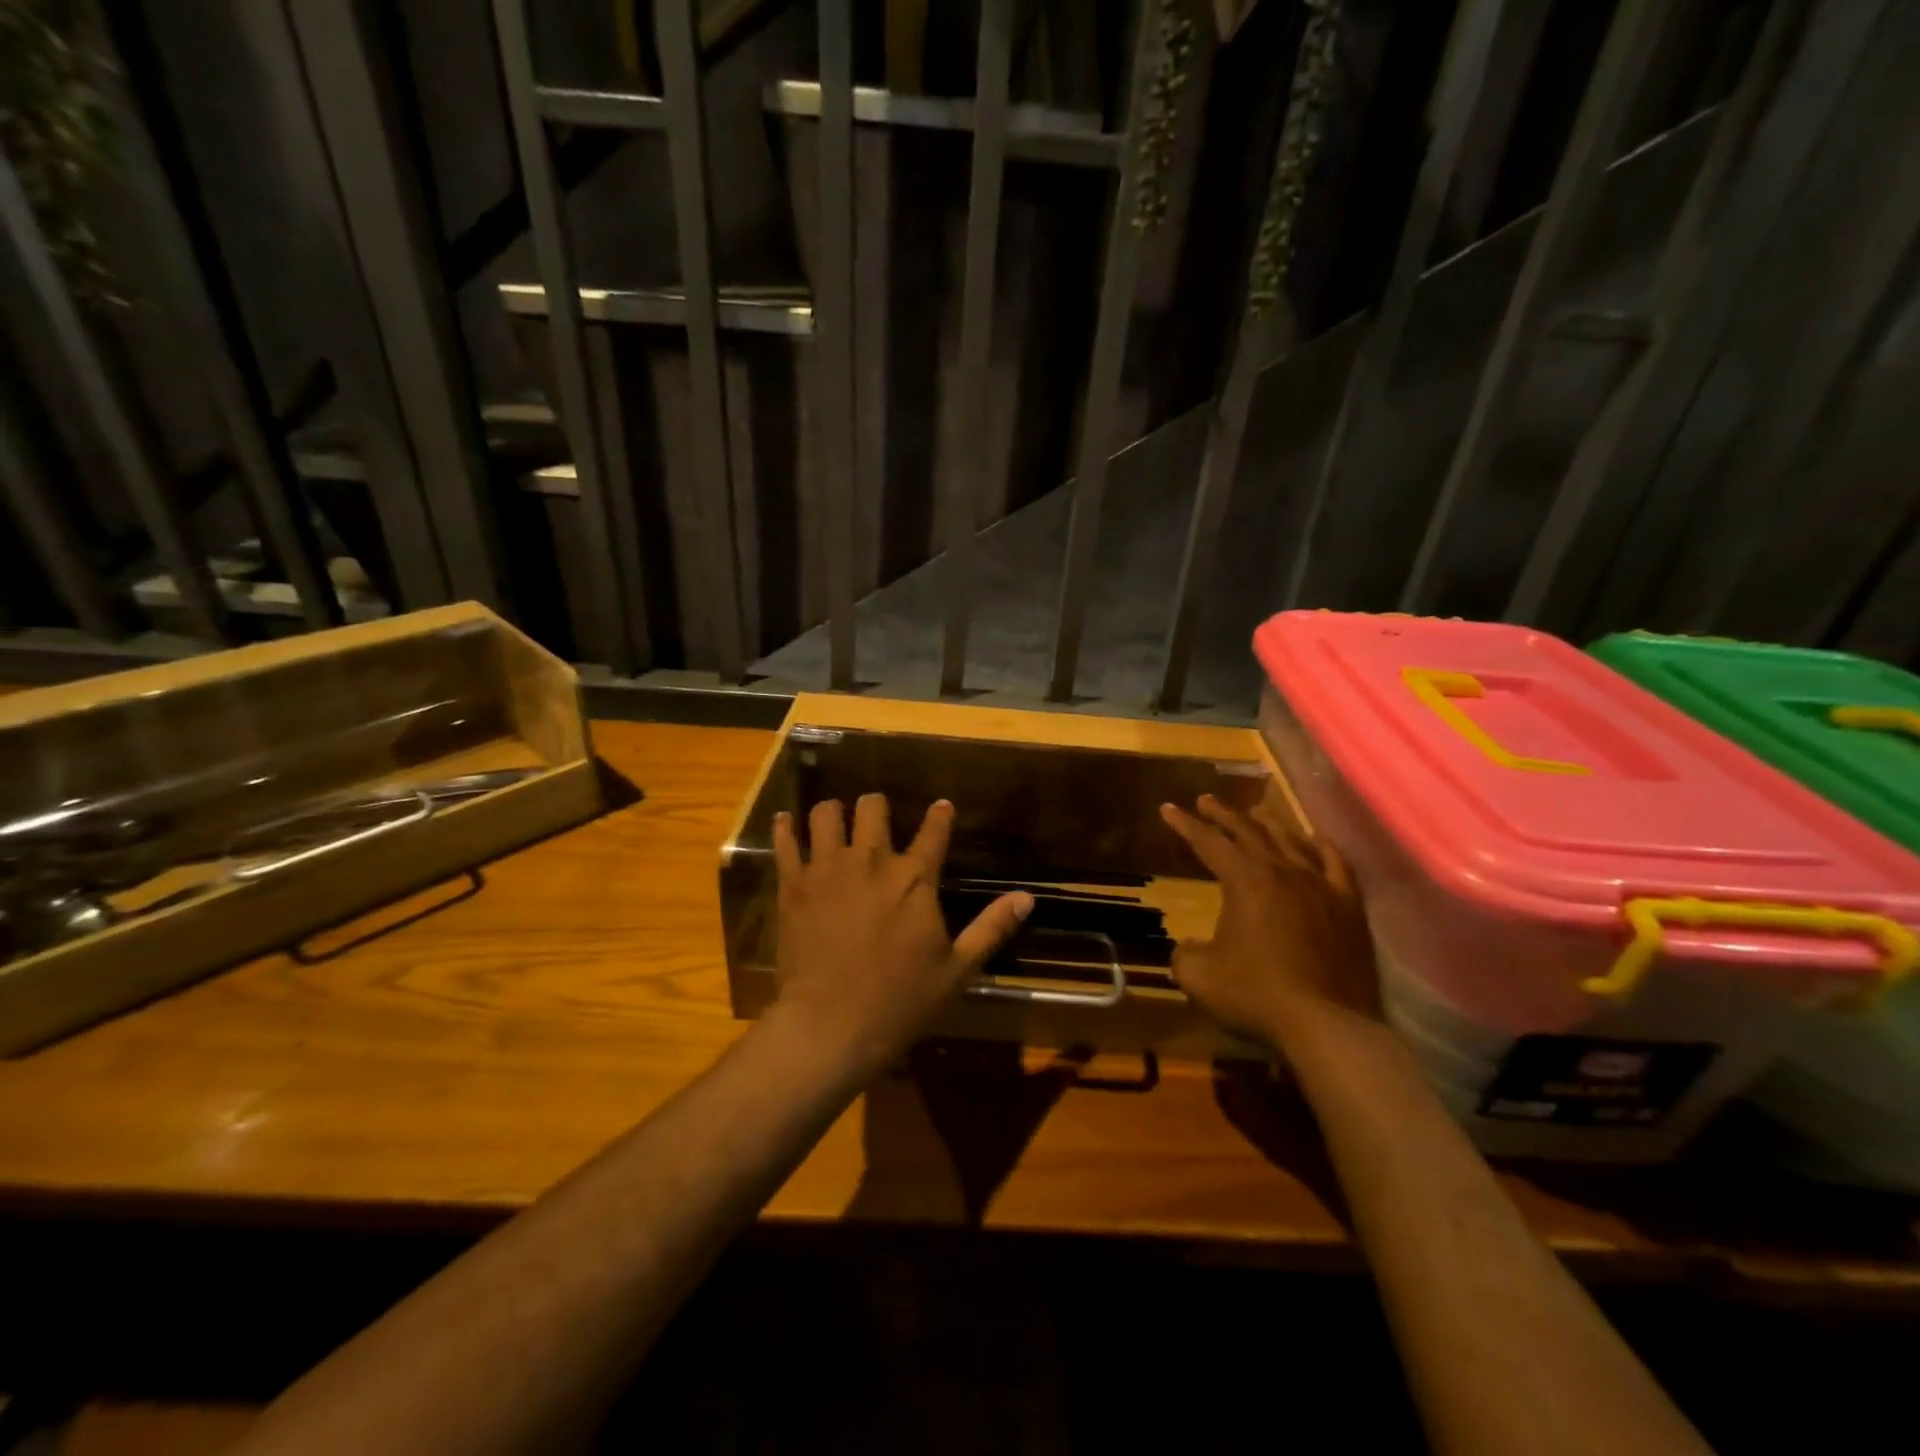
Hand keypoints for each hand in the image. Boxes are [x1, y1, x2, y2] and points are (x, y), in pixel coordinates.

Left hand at [771, 795, 1031, 1073]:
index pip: (934, 831)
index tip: (941, 806)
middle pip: (872, 808)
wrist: (831, 1026)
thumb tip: (1027, 898)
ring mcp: (828, 868)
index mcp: (915, 878)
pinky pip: (785, 842)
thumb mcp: (958, 969)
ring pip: (827, 814)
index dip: (940, 815)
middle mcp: (871, 860)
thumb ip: (992, 928)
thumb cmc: (901, 1001)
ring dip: (833, 812)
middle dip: (876, 806)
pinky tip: (785, 822)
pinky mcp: (793, 885)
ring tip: (834, 819)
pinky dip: (785, 829)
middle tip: (876, 815)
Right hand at [1160, 794, 1375, 1051]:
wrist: (1328, 1025)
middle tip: (1206, 800)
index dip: (1184, 825)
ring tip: (1255, 813)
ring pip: (1290, 840)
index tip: (1168, 808)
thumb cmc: (1257, 996)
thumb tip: (1190, 946)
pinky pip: (1334, 863)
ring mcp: (1320, 885)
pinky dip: (1320, 846)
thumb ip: (1185, 952)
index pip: (1208, 842)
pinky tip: (1313, 839)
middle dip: (1223, 814)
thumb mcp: (1198, 976)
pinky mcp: (1348, 905)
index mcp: (1244, 881)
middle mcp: (1282, 871)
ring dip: (1268, 823)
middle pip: (1248, 832)